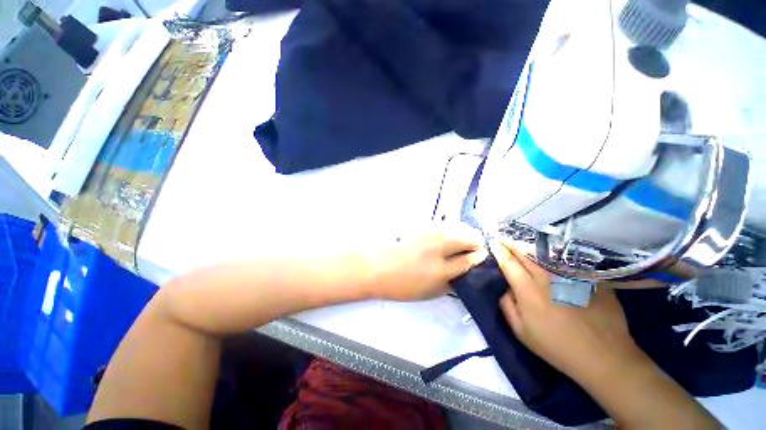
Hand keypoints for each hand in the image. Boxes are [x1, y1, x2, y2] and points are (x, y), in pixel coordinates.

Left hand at [369, 223, 487, 300]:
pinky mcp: (419, 227)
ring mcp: (428, 235)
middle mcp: (437, 249)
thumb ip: (450, 282)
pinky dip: (450, 227)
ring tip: (465, 237)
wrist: (377, 267)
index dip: (478, 257)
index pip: (468, 260)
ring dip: (464, 231)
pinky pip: (442, 224)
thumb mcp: (429, 292)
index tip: (481, 255)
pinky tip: (448, 232)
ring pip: (455, 227)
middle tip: (476, 245)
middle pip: (466, 238)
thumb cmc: (401, 285)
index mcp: (440, 271)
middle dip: (476, 241)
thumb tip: (464, 272)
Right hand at [488, 239, 641, 382]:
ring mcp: (569, 275)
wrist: (603, 356)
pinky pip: (565, 260)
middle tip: (504, 238)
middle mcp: (546, 278)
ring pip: (544, 253)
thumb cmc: (556, 347)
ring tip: (522, 242)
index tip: (493, 242)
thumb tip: (505, 287)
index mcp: (527, 290)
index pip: (508, 262)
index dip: (499, 250)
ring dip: (530, 245)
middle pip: (525, 253)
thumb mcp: (521, 332)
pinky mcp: (587, 277)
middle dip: (512, 243)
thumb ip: (507, 305)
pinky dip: (553, 254)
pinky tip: (549, 253)